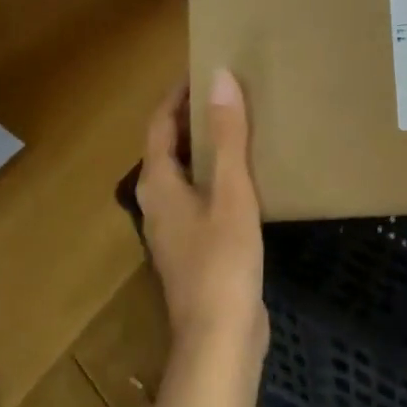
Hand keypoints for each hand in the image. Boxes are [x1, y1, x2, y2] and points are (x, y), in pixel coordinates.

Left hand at [136, 69, 267, 366]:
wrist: (221, 337)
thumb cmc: (223, 261)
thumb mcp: (231, 192)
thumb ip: (228, 136)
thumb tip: (220, 78)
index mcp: (158, 185)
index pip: (160, 125)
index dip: (177, 95)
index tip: (202, 70)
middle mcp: (158, 203)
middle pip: (169, 149)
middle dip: (193, 119)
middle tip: (230, 94)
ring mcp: (175, 230)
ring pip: (186, 175)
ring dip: (207, 148)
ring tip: (242, 128)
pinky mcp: (195, 249)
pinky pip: (201, 198)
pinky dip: (218, 177)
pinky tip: (248, 180)